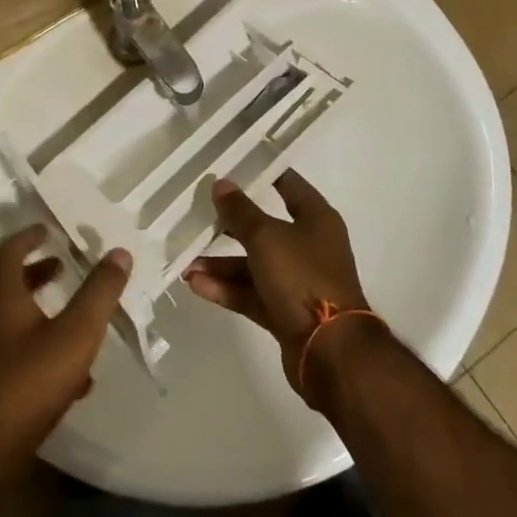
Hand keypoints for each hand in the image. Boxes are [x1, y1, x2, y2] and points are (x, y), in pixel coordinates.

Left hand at [0, 226, 130, 467]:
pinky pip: (21, 355)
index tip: (48, 229)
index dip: (27, 237)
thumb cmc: (28, 382)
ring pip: (16, 321)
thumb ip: (99, 293)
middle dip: (38, 272)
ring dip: (44, 310)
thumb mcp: (75, 333)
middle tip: (65, 265)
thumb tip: (119, 252)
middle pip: (10, 285)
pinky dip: (46, 349)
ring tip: (78, 316)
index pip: (8, 252)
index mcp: (3, 298)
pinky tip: (76, 376)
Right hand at [184, 170, 373, 401]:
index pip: (288, 185)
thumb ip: (241, 211)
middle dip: (231, 224)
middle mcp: (308, 246)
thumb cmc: (303, 278)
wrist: (330, 351)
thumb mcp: (267, 237)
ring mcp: (297, 281)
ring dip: (221, 263)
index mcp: (316, 219)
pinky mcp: (285, 312)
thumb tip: (221, 184)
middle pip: (265, 227)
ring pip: (253, 264)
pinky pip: (251, 293)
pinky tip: (196, 285)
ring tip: (186, 262)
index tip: (232, 165)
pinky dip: (226, 289)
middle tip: (197, 214)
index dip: (262, 173)